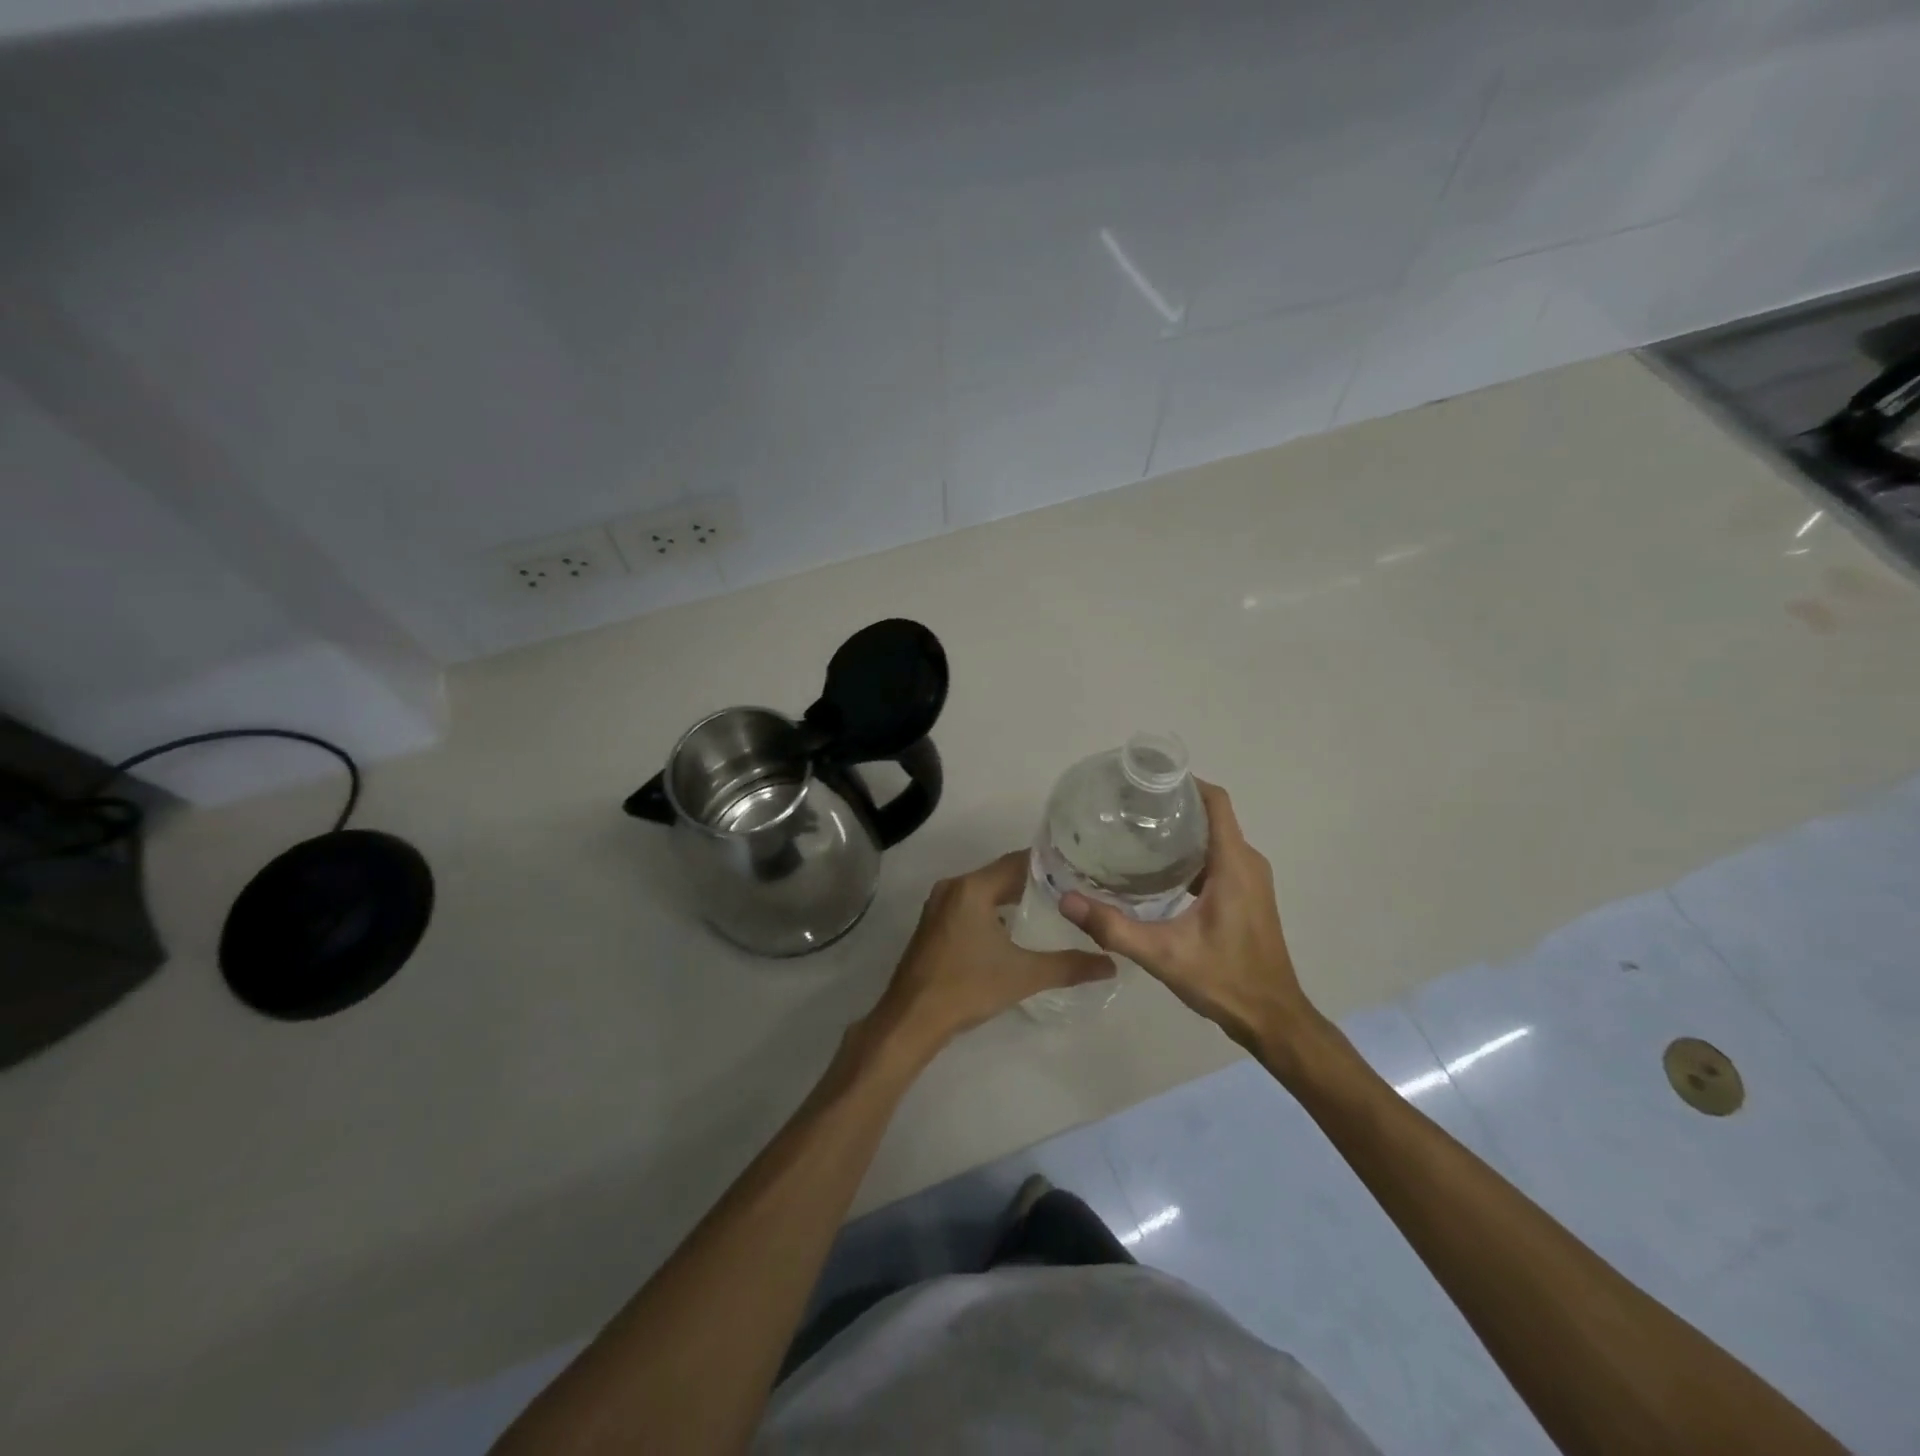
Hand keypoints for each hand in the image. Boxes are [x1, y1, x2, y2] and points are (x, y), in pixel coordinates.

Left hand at [867, 851, 1112, 1060]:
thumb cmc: (967, 987)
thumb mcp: (1024, 975)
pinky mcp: (934, 925)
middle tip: (1072, 889)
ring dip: (1012, 896)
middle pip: (1000, 874)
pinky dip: (993, 910)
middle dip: (1034, 881)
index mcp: (972, 888)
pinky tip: (1015, 928)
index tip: (1079, 869)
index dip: (1049, 864)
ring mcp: (939, 906)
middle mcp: (953, 887)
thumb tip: (1111, 964)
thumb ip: (1069, 966)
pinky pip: (970, 906)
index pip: (1018, 862)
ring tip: (1050, 906)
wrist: (912, 1019)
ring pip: (984, 891)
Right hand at [1061, 782, 1322, 1056]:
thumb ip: (1113, 927)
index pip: (1216, 802)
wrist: (1272, 1019)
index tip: (1148, 779)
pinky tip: (1159, 870)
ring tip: (1137, 833)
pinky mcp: (1249, 895)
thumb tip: (1066, 900)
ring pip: (1216, 838)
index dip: (1186, 782)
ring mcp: (1252, 880)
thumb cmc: (1224, 980)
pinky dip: (1192, 854)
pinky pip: (1220, 858)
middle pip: (1213, 816)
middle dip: (1174, 805)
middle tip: (1128, 808)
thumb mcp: (1162, 954)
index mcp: (1234, 865)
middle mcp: (1248, 863)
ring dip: (1182, 830)